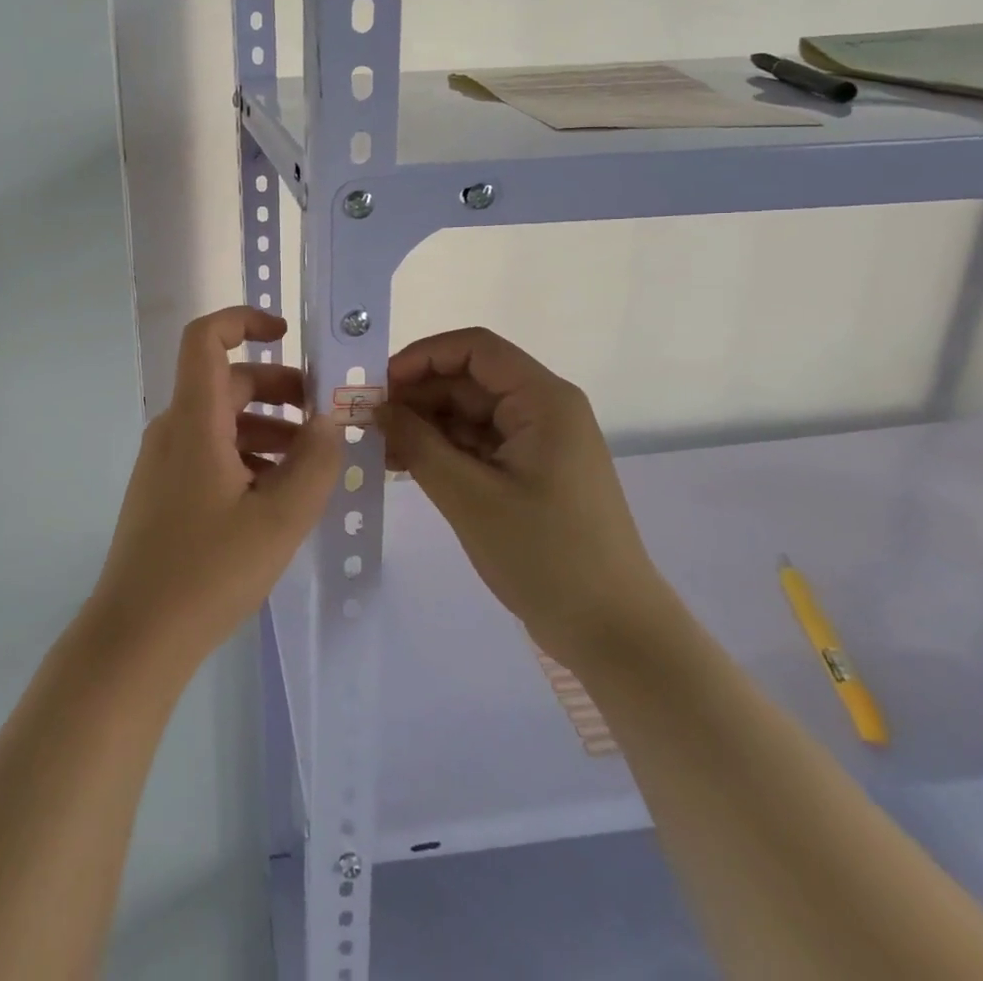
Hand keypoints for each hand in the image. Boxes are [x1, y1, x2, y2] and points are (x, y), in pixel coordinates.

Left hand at [88, 308, 341, 675]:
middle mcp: (173, 429)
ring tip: (308, 464)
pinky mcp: (163, 491)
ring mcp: (164, 462)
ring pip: (221, 420)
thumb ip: (314, 463)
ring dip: (267, 427)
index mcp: (194, 420)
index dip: (243, 320)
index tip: (287, 334)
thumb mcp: (280, 519)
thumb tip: (327, 422)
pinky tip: (275, 495)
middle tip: (322, 419)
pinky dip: (246, 455)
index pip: (206, 339)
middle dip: (278, 389)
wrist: (136, 638)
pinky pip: (209, 452)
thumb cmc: (208, 572)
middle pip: (226, 382)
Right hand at [383, 327, 668, 664]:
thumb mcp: (470, 497)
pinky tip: (406, 466)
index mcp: (543, 401)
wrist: (613, 634)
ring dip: (426, 426)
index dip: (422, 357)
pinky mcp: (532, 472)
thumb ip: (418, 443)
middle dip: (417, 396)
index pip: (475, 349)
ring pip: (470, 414)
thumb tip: (375, 407)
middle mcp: (544, 410)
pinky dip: (444, 450)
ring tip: (379, 450)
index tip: (378, 386)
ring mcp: (539, 442)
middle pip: (470, 381)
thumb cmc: (545, 557)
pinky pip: (480, 444)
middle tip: (368, 424)